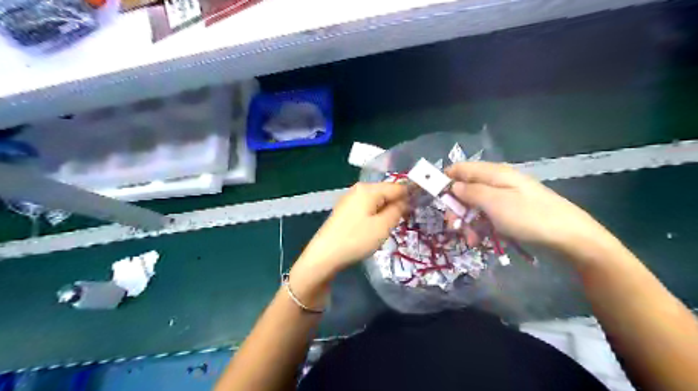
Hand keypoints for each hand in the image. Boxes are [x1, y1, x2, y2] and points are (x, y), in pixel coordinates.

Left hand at [293, 182, 409, 278]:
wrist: (324, 255)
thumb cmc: (356, 239)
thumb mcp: (383, 226)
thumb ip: (398, 210)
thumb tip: (406, 201)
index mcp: (368, 189)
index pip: (397, 187)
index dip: (411, 196)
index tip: (421, 207)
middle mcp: (358, 189)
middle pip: (385, 193)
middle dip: (397, 204)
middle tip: (405, 221)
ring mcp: (349, 199)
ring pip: (376, 201)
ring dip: (386, 212)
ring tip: (389, 227)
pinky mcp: (344, 210)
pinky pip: (366, 208)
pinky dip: (375, 215)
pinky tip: (374, 229)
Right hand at [447, 160, 612, 255]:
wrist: (570, 237)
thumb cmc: (529, 217)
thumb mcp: (495, 203)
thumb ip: (470, 191)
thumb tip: (453, 185)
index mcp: (493, 173)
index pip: (459, 169)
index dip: (444, 181)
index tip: (435, 199)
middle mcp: (496, 182)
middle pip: (465, 189)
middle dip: (456, 208)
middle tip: (453, 226)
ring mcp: (504, 198)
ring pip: (474, 205)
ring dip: (467, 221)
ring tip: (469, 239)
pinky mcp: (509, 212)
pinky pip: (486, 216)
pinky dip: (479, 227)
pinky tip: (479, 240)